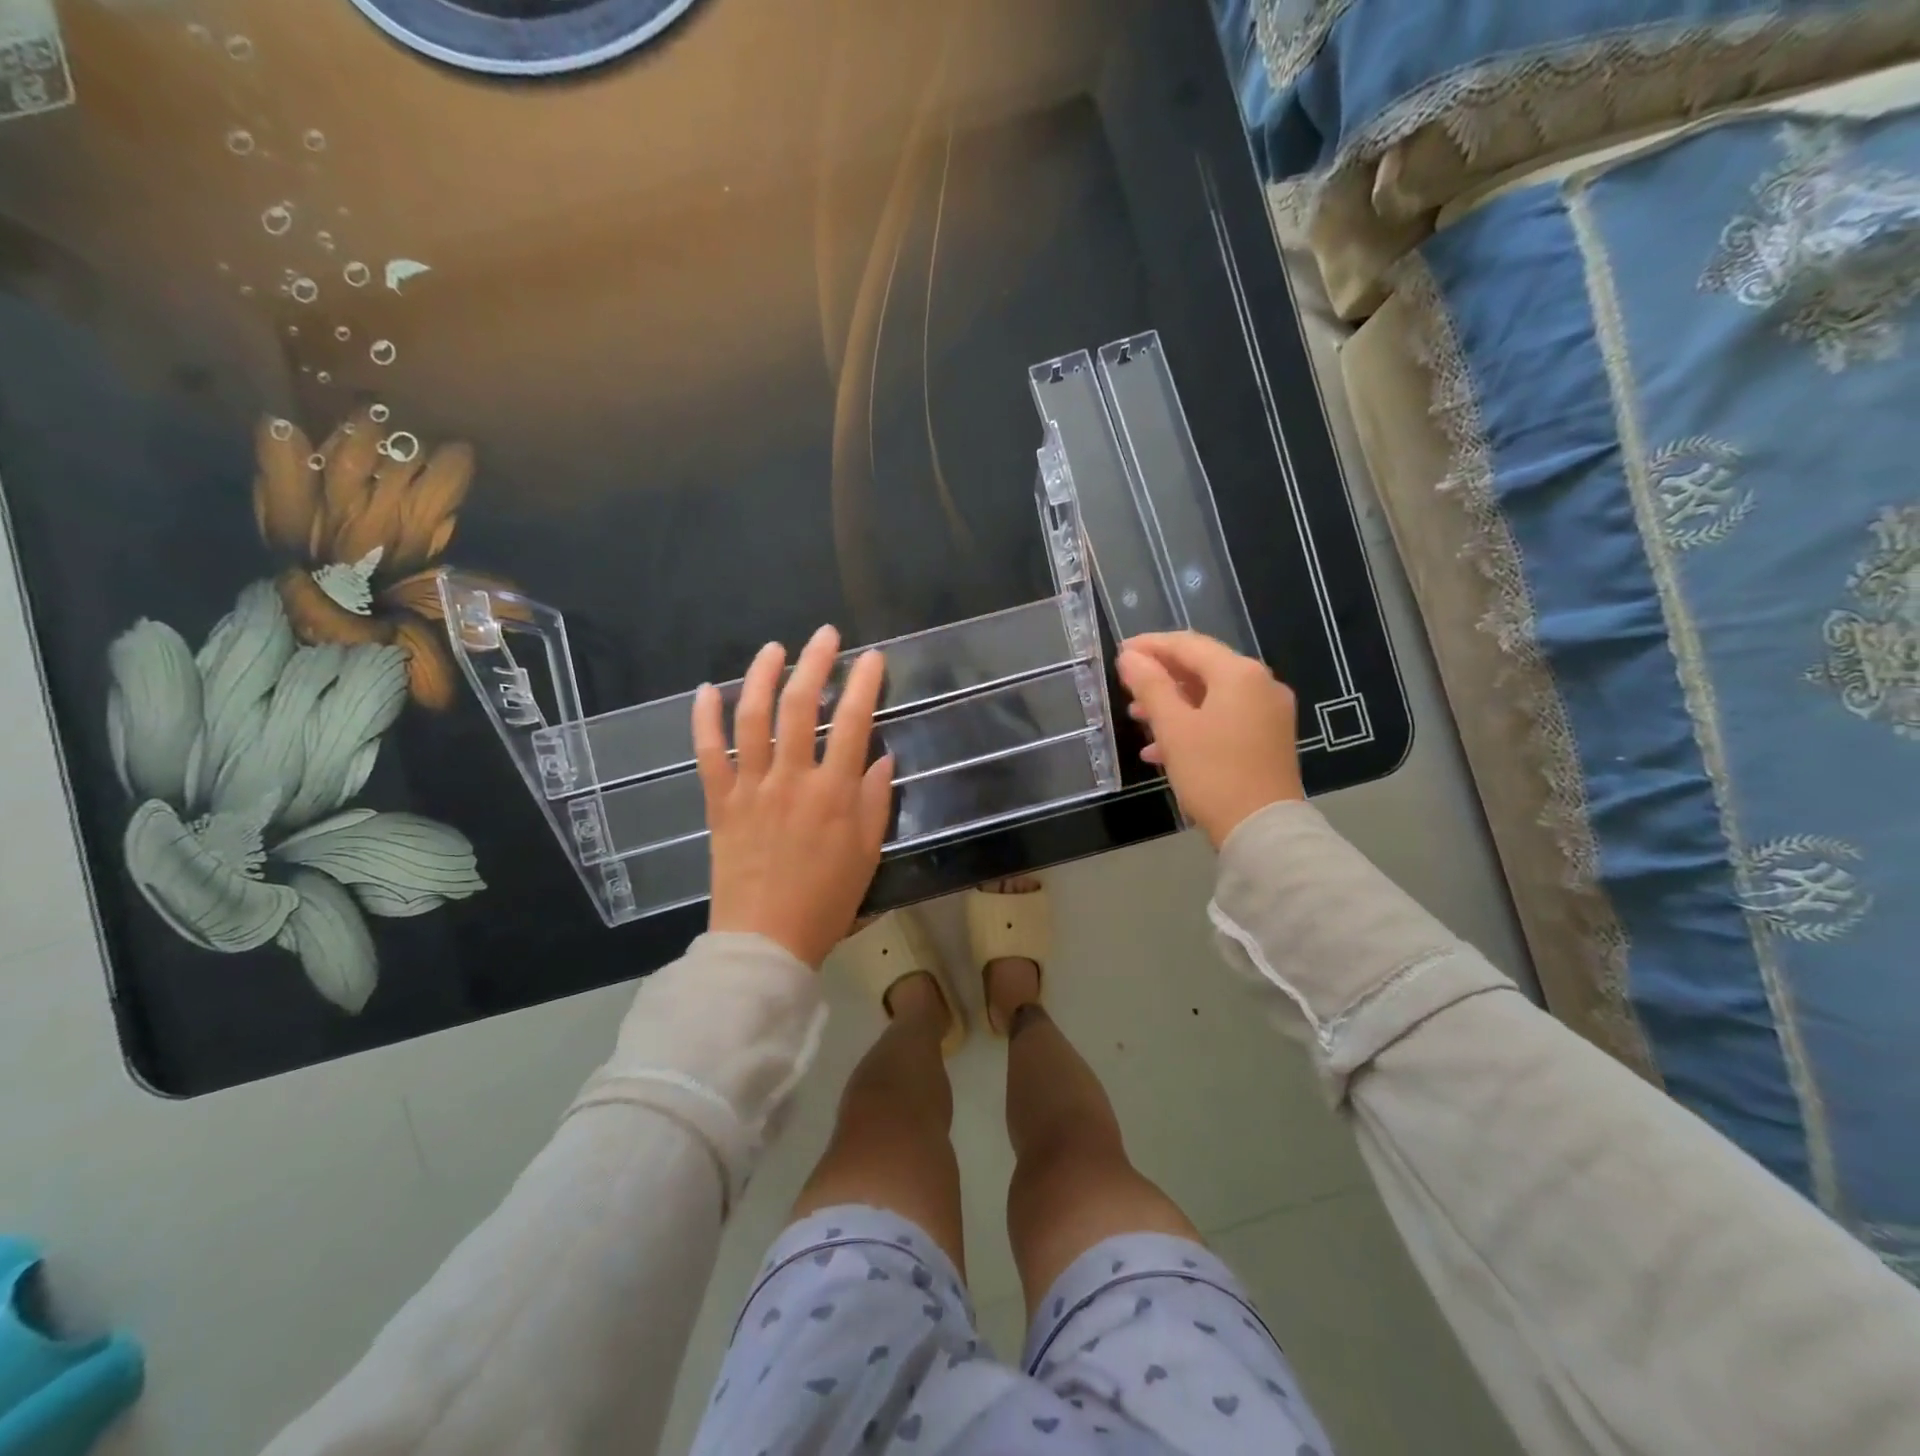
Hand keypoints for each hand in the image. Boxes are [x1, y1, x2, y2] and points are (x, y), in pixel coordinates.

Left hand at [694, 626, 893, 968]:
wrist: (765, 941)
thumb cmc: (826, 901)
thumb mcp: (867, 854)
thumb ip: (874, 801)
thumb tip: (880, 758)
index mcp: (834, 793)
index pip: (852, 722)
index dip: (864, 684)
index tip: (872, 657)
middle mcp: (792, 780)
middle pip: (800, 706)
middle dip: (815, 663)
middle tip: (825, 635)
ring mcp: (751, 788)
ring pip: (753, 718)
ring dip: (762, 676)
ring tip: (774, 648)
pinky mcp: (719, 803)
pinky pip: (708, 753)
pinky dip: (704, 719)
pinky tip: (706, 690)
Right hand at [1116, 632, 1304, 848]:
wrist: (1262, 828)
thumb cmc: (1213, 773)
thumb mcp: (1174, 728)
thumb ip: (1150, 686)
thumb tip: (1130, 657)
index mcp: (1239, 674)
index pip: (1188, 644)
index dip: (1150, 646)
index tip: (1120, 653)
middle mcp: (1261, 684)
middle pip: (1203, 667)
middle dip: (1162, 677)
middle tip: (1127, 686)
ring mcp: (1269, 712)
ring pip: (1212, 695)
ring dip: (1174, 702)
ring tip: (1138, 717)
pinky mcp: (1269, 738)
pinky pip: (1225, 717)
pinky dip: (1194, 723)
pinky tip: (1163, 747)